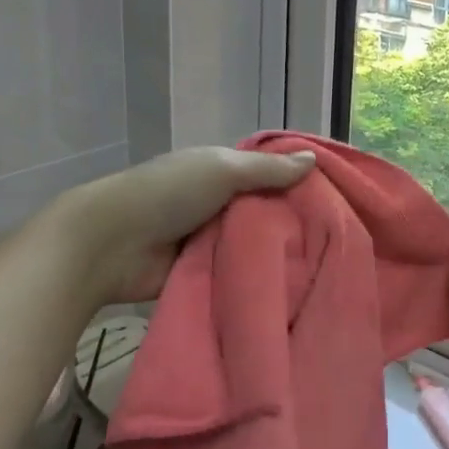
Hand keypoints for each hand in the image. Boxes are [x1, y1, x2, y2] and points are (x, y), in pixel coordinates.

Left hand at [54, 146, 316, 303]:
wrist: (111, 245)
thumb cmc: (168, 193)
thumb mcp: (222, 170)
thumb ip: (267, 169)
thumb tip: (312, 159)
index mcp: (220, 171)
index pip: (267, 174)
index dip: (298, 182)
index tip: (337, 197)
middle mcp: (216, 203)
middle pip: (263, 212)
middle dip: (292, 223)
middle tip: (337, 240)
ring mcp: (207, 240)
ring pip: (252, 245)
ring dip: (276, 254)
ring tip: (324, 267)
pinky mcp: (201, 274)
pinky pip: (235, 274)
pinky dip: (254, 279)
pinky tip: (293, 289)